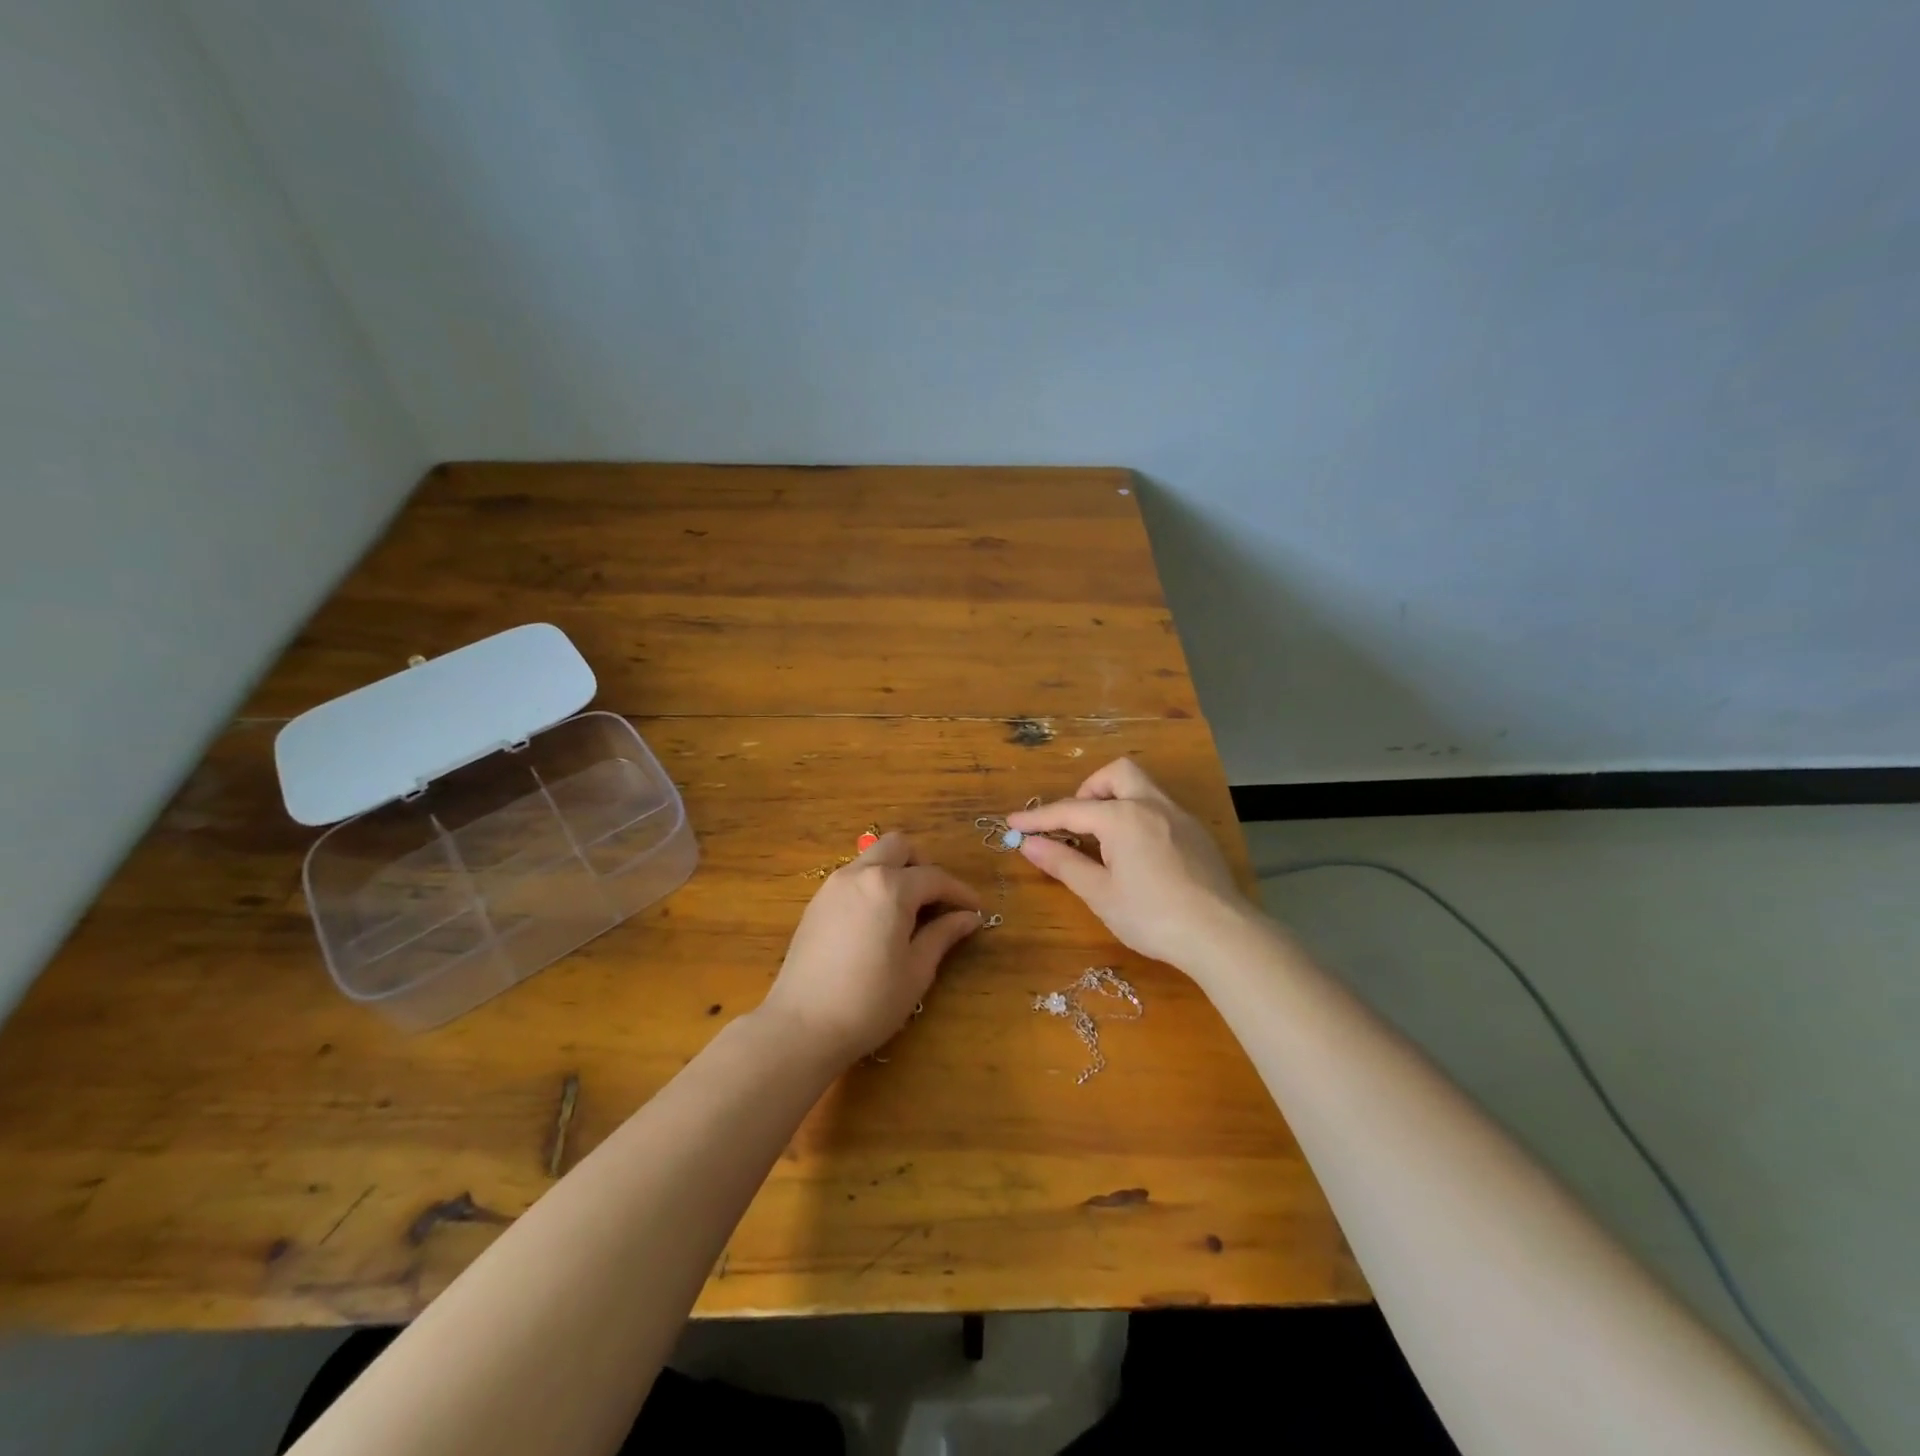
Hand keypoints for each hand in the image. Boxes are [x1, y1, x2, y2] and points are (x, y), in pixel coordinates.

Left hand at [760, 832, 982, 1063]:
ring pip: (872, 857)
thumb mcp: (916, 970)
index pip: (935, 877)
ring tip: (909, 910)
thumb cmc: (869, 1001)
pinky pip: (853, 877)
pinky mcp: (816, 903)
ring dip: (895, 871)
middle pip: (899, 846)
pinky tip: (878, 919)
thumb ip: (943, 935)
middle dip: (923, 865)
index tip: (975, 909)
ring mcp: (833, 886)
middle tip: (937, 899)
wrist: (802, 1026)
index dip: (960, 892)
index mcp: (890, 887)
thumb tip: (968, 917)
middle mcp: (860, 874)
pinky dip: (873, 884)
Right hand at [1008, 758, 1254, 973]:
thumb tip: (1028, 844)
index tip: (1013, 823)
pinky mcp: (1198, 834)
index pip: (1070, 810)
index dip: (1038, 818)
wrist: (1220, 934)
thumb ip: (1063, 863)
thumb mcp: (1099, 893)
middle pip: (1117, 773)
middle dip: (1090, 789)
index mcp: (1123, 817)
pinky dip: (1139, 817)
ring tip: (1105, 839)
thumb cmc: (1151, 915)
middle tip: (1077, 823)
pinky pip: (1161, 809)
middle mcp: (1152, 805)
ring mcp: (1180, 817)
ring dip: (1117, 800)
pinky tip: (1138, 854)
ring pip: (1144, 787)